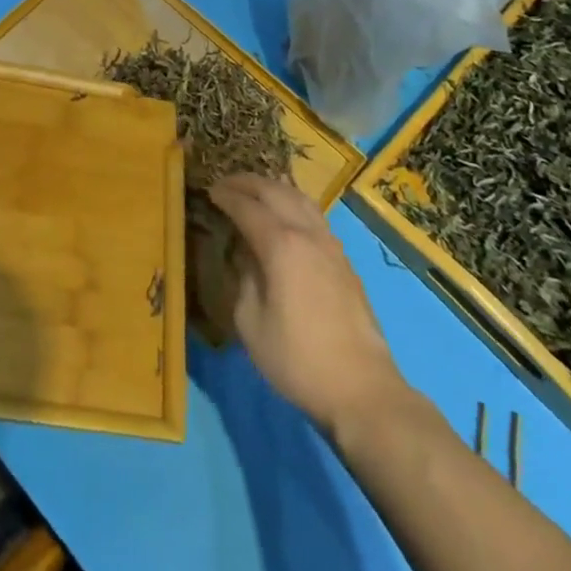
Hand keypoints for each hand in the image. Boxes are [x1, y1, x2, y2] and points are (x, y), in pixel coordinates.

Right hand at [208, 175, 403, 432]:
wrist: (360, 388)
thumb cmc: (297, 359)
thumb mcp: (251, 324)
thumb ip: (244, 280)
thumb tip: (246, 257)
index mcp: (281, 245)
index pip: (247, 207)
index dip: (226, 196)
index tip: (209, 191)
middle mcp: (306, 233)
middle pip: (275, 191)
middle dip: (247, 182)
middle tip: (226, 183)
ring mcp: (330, 243)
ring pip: (300, 197)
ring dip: (273, 188)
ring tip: (255, 191)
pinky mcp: (343, 259)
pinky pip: (313, 214)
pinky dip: (293, 203)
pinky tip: (286, 215)